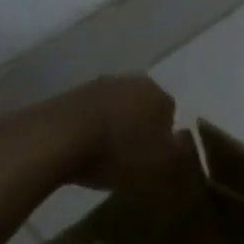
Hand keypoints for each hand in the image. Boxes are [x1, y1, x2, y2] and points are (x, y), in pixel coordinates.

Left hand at [32, 75, 192, 191]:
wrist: (56, 139)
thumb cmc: (118, 150)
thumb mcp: (160, 163)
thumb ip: (180, 153)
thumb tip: (187, 143)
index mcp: (159, 93)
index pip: (171, 113)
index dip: (163, 139)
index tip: (152, 160)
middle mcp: (132, 81)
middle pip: (142, 107)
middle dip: (138, 129)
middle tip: (129, 158)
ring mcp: (98, 85)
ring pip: (114, 109)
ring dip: (111, 128)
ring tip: (101, 157)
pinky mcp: (67, 96)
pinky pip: (87, 115)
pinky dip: (87, 130)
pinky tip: (79, 151)